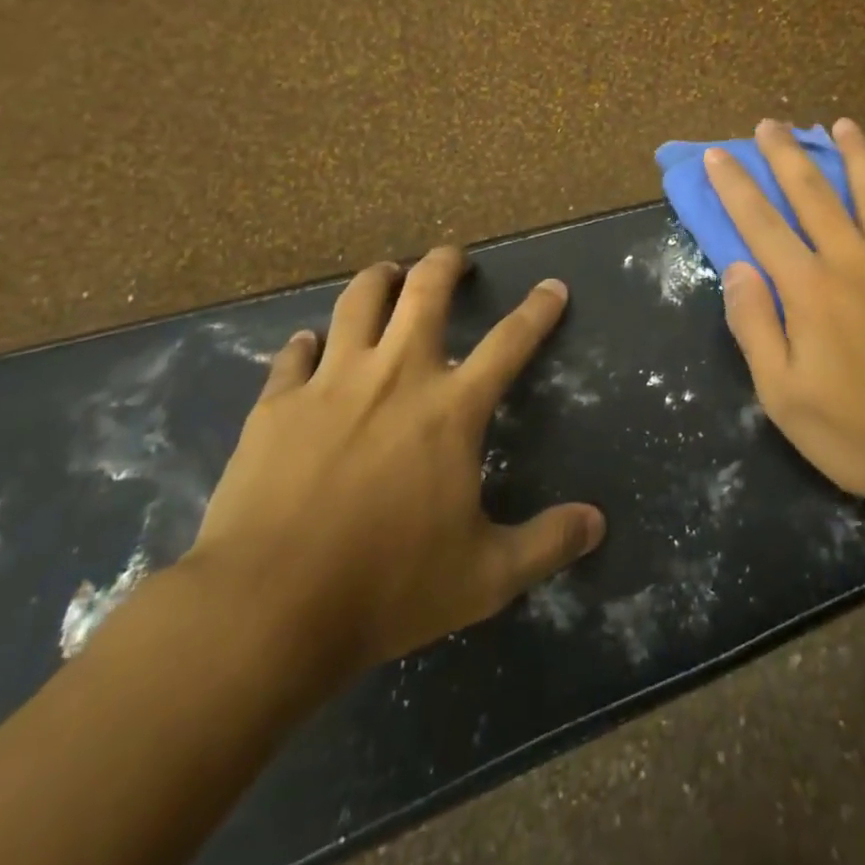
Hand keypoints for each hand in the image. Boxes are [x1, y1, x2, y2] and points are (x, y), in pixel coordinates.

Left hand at [184, 248, 605, 687]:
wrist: (266, 608)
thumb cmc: (386, 588)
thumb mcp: (484, 578)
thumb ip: (546, 543)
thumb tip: (597, 523)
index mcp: (450, 409)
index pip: (509, 343)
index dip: (538, 311)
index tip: (552, 286)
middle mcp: (395, 376)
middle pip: (424, 292)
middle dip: (445, 264)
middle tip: (453, 256)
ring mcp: (330, 384)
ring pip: (357, 303)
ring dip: (378, 279)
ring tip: (387, 272)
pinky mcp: (276, 404)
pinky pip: (294, 354)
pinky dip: (308, 343)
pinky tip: (309, 343)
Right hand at [706, 119, 864, 535]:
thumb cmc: (857, 432)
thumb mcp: (782, 395)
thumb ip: (755, 325)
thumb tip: (737, 267)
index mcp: (811, 290)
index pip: (762, 224)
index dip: (736, 187)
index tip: (717, 155)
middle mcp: (855, 262)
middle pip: (816, 194)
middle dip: (787, 155)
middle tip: (771, 123)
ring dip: (854, 154)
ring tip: (841, 125)